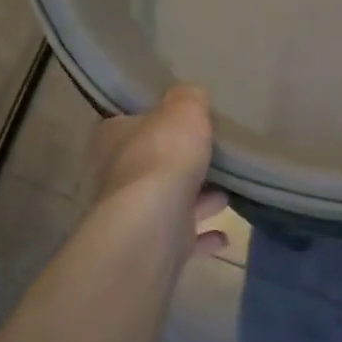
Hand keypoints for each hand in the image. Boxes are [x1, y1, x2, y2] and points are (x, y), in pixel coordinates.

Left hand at [87, 84, 228, 257]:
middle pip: (150, 164)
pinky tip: (224, 235)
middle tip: (212, 157)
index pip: (128, 123)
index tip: (182, 123)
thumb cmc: (163, 156)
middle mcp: (116, 176)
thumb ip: (189, 98)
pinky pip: (183, 237)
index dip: (155, 122)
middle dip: (179, 163)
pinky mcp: (153, 245)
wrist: (153, 224)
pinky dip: (203, 236)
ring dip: (196, 200)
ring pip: (168, 202)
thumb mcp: (184, 109)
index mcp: (113, 138)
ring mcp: (134, 215)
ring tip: (227, 193)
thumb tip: (191, 95)